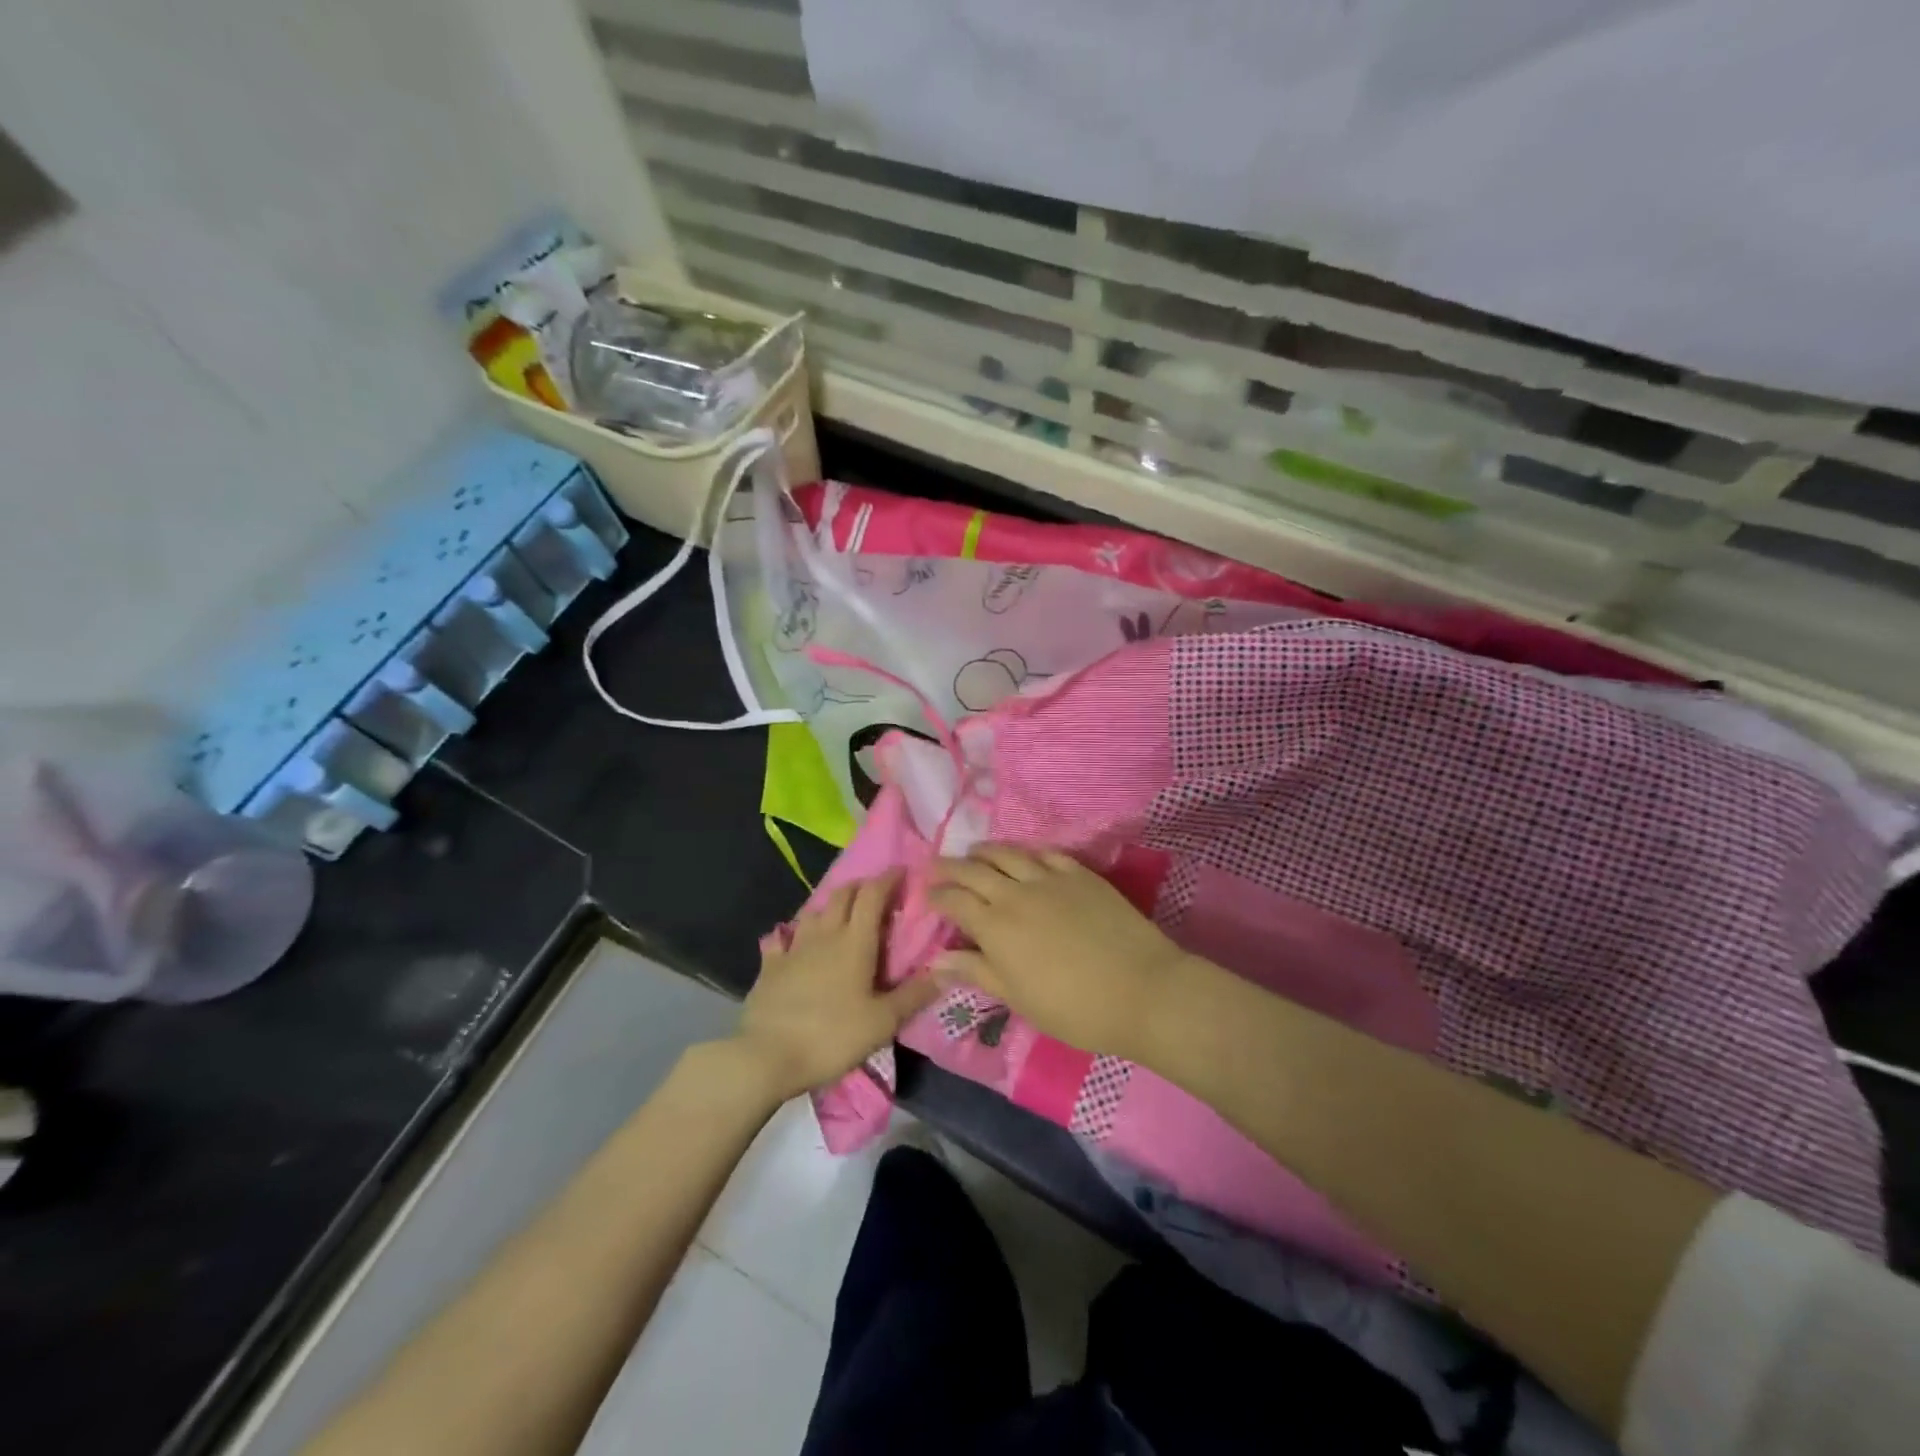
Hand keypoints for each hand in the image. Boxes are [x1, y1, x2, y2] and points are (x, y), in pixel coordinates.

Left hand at [732, 871, 939, 1100]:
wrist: (768, 1056)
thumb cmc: (832, 1036)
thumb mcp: (883, 1022)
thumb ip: (915, 995)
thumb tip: (947, 972)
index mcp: (855, 942)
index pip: (873, 895)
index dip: (888, 879)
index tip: (903, 871)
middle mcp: (825, 935)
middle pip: (843, 895)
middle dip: (861, 887)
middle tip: (876, 894)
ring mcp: (794, 948)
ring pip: (813, 912)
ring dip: (830, 906)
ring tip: (840, 915)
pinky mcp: (770, 966)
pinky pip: (780, 939)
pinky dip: (790, 934)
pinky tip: (790, 940)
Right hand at [928, 846, 1191, 1059]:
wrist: (1140, 989)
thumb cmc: (1073, 1007)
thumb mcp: (1017, 997)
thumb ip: (976, 971)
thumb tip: (937, 960)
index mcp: (995, 926)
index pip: (955, 901)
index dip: (937, 896)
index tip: (927, 895)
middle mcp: (1016, 893)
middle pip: (974, 870)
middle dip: (951, 866)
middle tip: (937, 865)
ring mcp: (1050, 878)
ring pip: (1008, 854)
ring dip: (985, 851)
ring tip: (974, 852)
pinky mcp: (1080, 874)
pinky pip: (1046, 853)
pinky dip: (1028, 853)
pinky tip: (1024, 856)